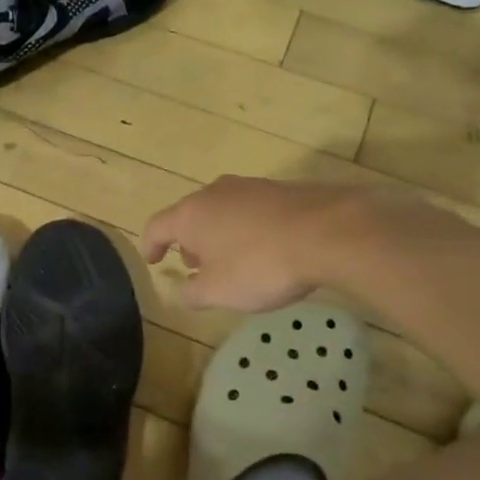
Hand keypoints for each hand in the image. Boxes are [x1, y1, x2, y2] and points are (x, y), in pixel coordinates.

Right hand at [142, 176, 365, 311]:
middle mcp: (215, 193)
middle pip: (190, 215)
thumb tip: (183, 290)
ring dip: (219, 235)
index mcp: (191, 214)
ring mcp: (250, 187)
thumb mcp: (219, 292)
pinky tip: (265, 250)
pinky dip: (247, 229)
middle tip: (196, 266)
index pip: (157, 226)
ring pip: (222, 211)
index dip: (150, 245)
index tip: (153, 261)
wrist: (329, 232)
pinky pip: (252, 211)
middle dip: (189, 241)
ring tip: (231, 261)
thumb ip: (193, 293)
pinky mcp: (282, 190)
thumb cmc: (260, 265)